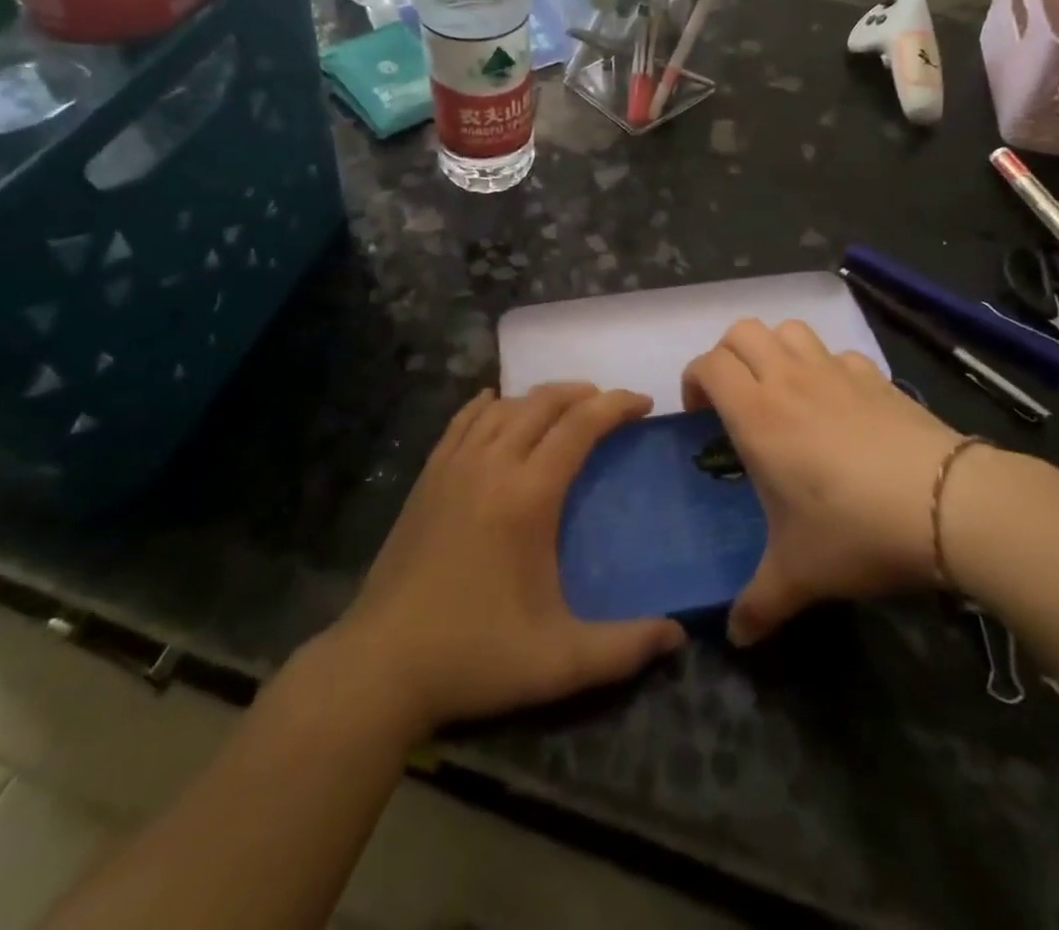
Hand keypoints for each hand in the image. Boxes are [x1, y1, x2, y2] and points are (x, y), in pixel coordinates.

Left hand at [337, 384, 684, 735]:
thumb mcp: (560, 662)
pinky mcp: (427, 478)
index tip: (643, 403)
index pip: (580, 426)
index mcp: (528, 495)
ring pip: (503, 406)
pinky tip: (495, 404)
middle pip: (543, 403)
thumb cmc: (475, 656)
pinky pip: (462, 422)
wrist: (381, 665)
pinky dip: (487, 405)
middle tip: (609, 405)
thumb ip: (625, 648)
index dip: (615, 406)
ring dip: (540, 398)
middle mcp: (491, 465)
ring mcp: (453, 467)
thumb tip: (678, 636)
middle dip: (582, 394)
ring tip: (564, 408)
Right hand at [683, 319, 969, 645]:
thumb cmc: (855, 530)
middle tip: (735, 399)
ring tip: (780, 391)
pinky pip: (836, 353)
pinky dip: (824, 366)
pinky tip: (836, 403)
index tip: (700, 417)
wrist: (947, 504)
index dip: (694, 381)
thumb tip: (736, 637)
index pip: (709, 365)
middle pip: (742, 331)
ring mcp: (835, 372)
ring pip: (789, 330)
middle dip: (728, 356)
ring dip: (774, 350)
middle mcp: (789, 380)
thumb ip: (758, 603)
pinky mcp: (875, 376)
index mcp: (757, 414)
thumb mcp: (799, 575)